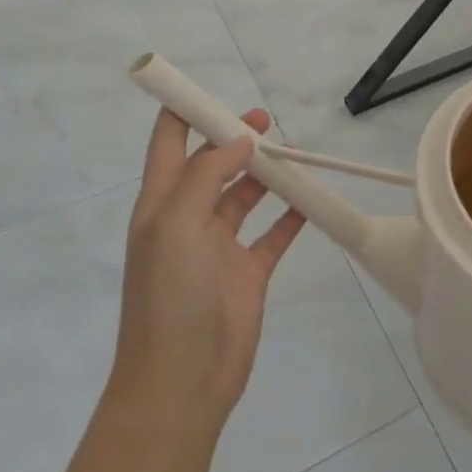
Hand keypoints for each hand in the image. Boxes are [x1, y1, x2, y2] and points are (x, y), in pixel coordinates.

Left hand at [110, 108, 306, 422]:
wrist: (181, 382)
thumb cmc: (169, 296)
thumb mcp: (176, 224)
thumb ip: (206, 174)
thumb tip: (239, 138)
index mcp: (161, 204)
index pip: (168, 144)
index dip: (183, 113)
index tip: (209, 88)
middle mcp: (188, 219)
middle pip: (212, 164)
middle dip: (235, 138)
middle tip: (266, 120)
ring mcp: (219, 246)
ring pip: (245, 195)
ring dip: (266, 173)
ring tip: (293, 154)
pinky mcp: (248, 272)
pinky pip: (273, 234)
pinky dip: (290, 215)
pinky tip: (310, 199)